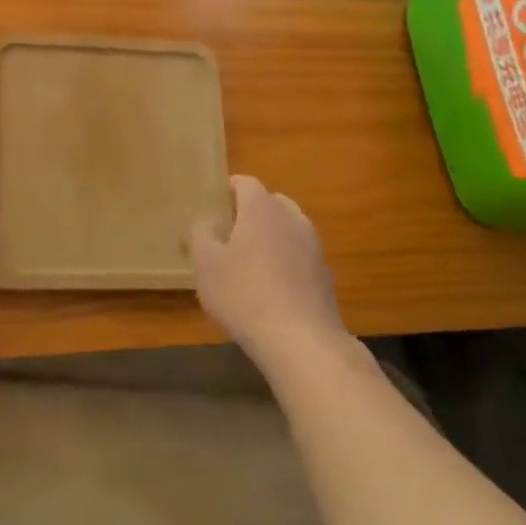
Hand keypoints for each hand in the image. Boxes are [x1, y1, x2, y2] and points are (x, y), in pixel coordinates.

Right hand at [190, 176, 344, 368]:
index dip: (228, 189)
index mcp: (262, 208)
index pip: (246, 183)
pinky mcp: (324, 275)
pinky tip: (270, 288)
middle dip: (250, 212)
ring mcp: (313, 246)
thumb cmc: (244, 294)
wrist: (301, 341)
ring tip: (248, 262)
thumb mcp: (205, 263)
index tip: (214, 204)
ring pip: (287, 229)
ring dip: (269, 237)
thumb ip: (201, 233)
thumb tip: (208, 221)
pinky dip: (284, 261)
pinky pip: (298, 255)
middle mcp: (292, 218)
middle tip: (229, 233)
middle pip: (270, 202)